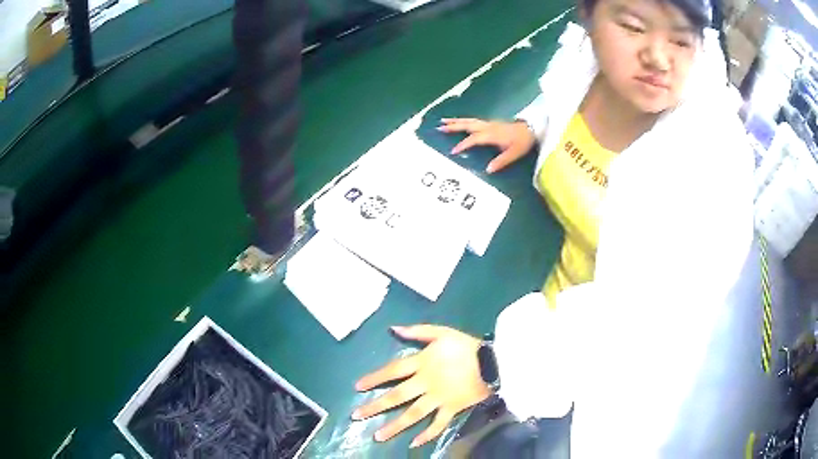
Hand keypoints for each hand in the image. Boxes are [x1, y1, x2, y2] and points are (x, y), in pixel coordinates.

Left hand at [352, 325, 490, 448]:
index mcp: (422, 363)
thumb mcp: (442, 332)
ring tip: (377, 436)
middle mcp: (426, 383)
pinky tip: (413, 443)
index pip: (393, 371)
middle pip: (397, 396)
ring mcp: (439, 399)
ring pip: (413, 414)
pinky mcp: (452, 409)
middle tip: (357, 416)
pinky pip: (438, 424)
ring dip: (395, 426)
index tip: (358, 387)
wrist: (494, 361)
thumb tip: (393, 329)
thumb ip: (417, 331)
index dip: (374, 378)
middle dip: (376, 406)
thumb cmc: (467, 346)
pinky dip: (427, 435)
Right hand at [438, 118, 536, 173]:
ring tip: (443, 121)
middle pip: (467, 125)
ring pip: (469, 121)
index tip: (453, 151)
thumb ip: (501, 161)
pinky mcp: (491, 122)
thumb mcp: (514, 153)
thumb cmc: (522, 142)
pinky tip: (460, 122)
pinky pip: (474, 120)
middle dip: (453, 126)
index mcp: (491, 135)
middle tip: (439, 127)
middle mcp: (487, 127)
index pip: (473, 139)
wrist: (532, 129)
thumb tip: (488, 170)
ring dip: (456, 121)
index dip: (463, 145)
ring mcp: (489, 123)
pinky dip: (464, 120)